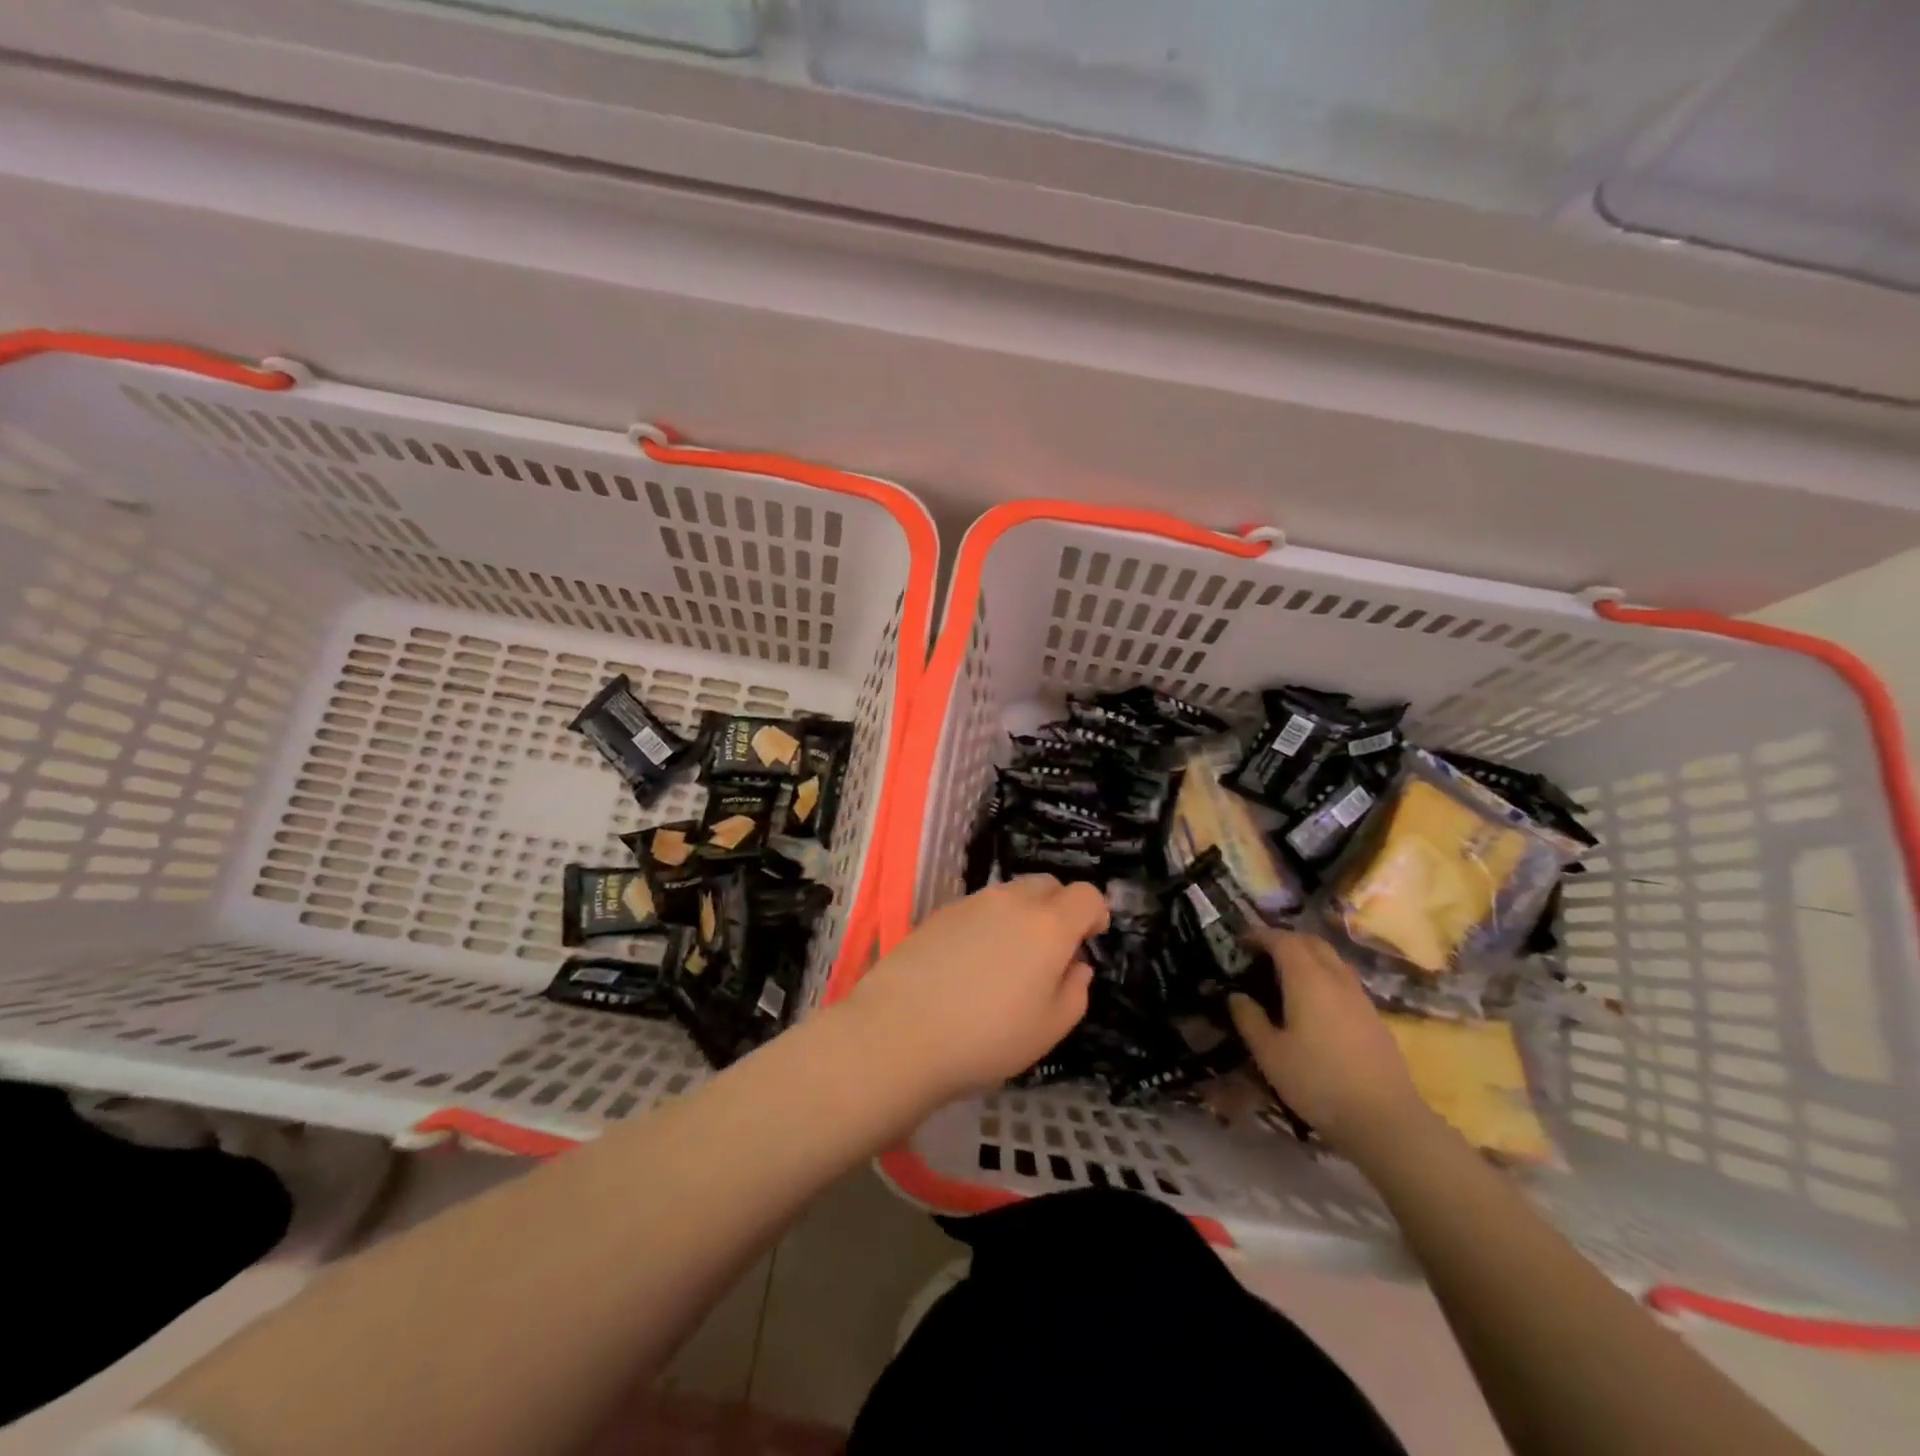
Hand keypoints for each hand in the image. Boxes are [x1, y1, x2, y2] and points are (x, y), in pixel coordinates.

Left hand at [847, 876, 1108, 1101]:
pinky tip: (970, 963)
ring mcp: (971, 903)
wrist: (900, 1032)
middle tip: (1051, 950)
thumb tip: (1076, 965)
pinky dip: (987, 924)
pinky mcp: (939, 913)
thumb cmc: (986, 1038)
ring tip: (1008, 960)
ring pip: (1010, 894)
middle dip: (1059, 907)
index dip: (1094, 913)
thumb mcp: (1049, 1030)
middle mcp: (1011, 901)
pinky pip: (978, 907)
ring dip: (1022, 915)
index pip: (1086, 894)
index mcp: (1048, 926)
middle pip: (1047, 884)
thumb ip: (1075, 992)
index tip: (1090, 939)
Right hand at [1229, 930, 1425, 1154]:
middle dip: (1285, 939)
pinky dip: (1324, 975)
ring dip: (1308, 956)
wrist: (1385, 1120)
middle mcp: (1336, 978)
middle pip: (1312, 942)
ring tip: (1286, 974)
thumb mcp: (1270, 1054)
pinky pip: (1344, 980)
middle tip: (1262, 953)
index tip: (1241, 941)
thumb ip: (1250, 1020)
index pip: (1283, 940)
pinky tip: (1314, 1002)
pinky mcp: (1374, 1017)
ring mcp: (1360, 997)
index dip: (1260, 935)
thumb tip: (1236, 996)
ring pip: (1332, 959)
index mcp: (1307, 979)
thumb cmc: (1318, 1082)